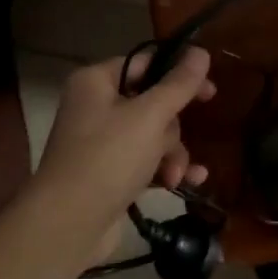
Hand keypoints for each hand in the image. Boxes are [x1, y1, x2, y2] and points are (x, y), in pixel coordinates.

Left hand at [32, 48, 214, 256]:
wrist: (67, 227)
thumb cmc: (108, 158)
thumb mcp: (150, 116)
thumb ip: (179, 84)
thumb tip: (201, 51)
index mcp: (97, 81)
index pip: (146, 63)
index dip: (179, 75)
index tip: (210, 91)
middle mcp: (96, 107)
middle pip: (153, 103)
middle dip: (173, 129)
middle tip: (176, 144)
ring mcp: (101, 142)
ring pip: (154, 135)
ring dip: (172, 154)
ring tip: (175, 176)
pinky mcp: (109, 173)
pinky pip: (147, 161)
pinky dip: (165, 169)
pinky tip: (186, 183)